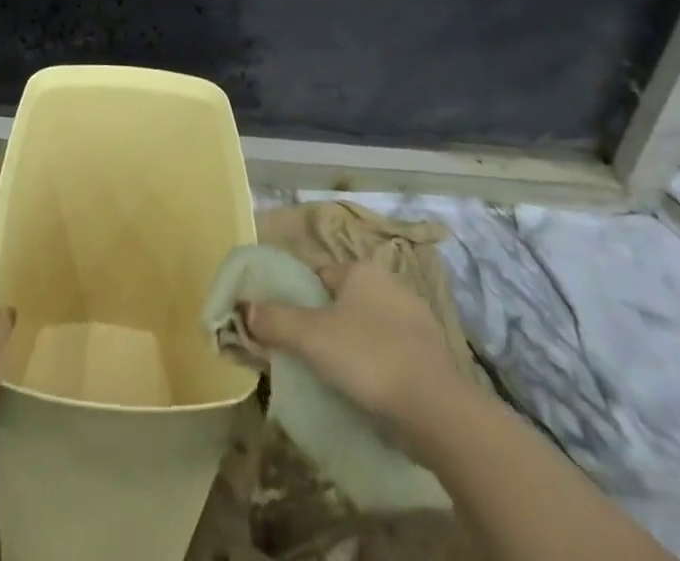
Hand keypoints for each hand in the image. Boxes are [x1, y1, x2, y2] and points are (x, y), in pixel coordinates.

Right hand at [246, 263, 457, 431]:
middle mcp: (390, 283)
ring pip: (369, 326)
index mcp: (361, 270)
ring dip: (354, 345)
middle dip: (327, 323)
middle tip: (310, 354)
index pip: (318, 275)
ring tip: (338, 377)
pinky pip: (392, 351)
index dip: (300, 299)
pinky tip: (370, 389)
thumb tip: (244, 308)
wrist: (435, 409)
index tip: (288, 327)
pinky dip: (379, 365)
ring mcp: (416, 319)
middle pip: (344, 300)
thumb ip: (275, 320)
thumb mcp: (311, 338)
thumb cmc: (367, 358)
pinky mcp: (432, 354)